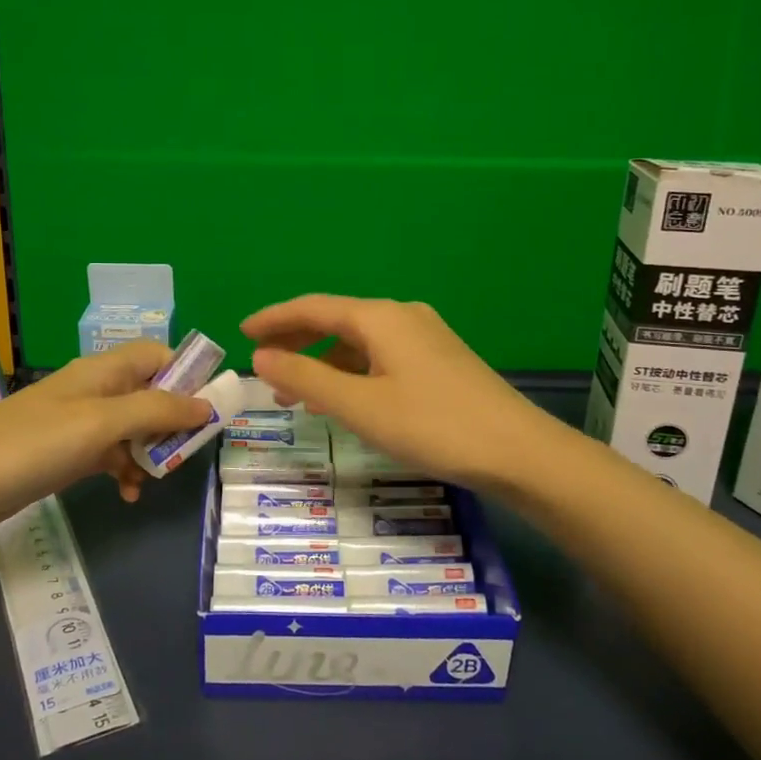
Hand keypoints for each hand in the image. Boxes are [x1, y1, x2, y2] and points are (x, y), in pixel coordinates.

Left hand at [0, 342, 213, 543]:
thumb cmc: (29, 445)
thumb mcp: (100, 423)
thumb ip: (156, 410)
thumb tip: (207, 405)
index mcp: (103, 371)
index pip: (159, 356)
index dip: (187, 377)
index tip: (207, 412)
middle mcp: (93, 390)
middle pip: (149, 392)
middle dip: (172, 421)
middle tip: (183, 453)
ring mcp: (75, 423)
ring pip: (131, 427)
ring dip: (149, 450)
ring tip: (154, 479)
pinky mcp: (60, 455)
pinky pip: (107, 454)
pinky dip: (122, 469)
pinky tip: (125, 493)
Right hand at [242, 295, 548, 491]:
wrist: (518, 452)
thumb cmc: (432, 425)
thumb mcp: (360, 405)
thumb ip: (306, 378)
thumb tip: (262, 355)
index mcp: (380, 317)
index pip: (313, 307)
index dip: (274, 318)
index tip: (242, 332)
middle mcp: (402, 317)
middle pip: (336, 320)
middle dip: (296, 339)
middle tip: (262, 362)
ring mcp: (425, 338)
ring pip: (358, 342)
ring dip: (322, 361)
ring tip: (293, 390)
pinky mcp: (439, 362)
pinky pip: (379, 357)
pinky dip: (351, 372)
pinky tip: (342, 400)